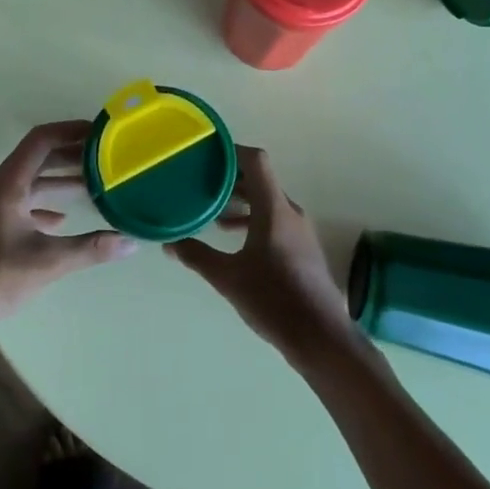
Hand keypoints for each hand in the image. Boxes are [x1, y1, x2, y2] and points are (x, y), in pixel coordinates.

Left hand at [0, 120, 135, 335]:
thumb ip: (91, 249)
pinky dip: (44, 203)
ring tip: (92, 184)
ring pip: (30, 181)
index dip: (69, 130)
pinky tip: (62, 219)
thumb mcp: (49, 262)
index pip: (41, 140)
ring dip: (58, 179)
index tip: (98, 132)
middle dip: (70, 154)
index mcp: (9, 184)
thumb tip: (131, 242)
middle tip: (103, 157)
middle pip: (37, 158)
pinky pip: (22, 202)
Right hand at [168, 147, 361, 365]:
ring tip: (211, 210)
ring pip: (267, 201)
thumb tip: (169, 243)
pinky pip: (275, 219)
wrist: (321, 338)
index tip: (205, 152)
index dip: (231, 151)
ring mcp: (300, 230)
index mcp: (273, 209)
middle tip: (199, 179)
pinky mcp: (302, 248)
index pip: (255, 161)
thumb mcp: (228, 278)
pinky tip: (233, 237)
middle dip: (229, 177)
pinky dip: (253, 219)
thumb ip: (197, 256)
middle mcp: (290, 212)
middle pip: (260, 180)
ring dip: (241, 201)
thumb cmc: (273, 300)